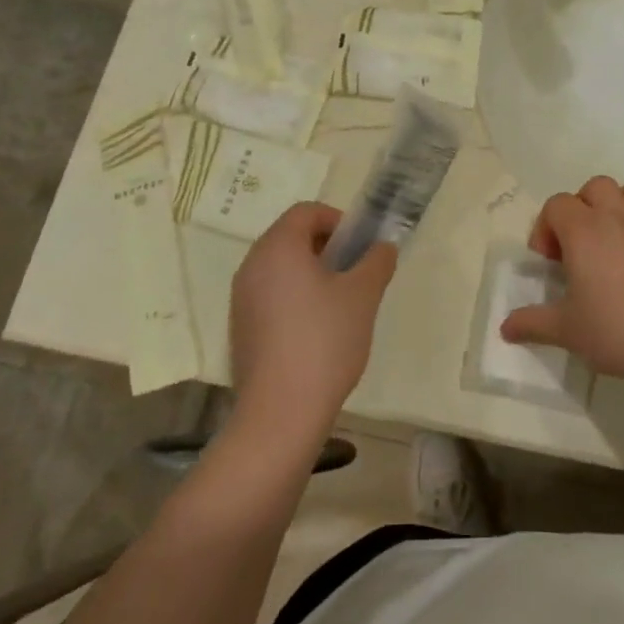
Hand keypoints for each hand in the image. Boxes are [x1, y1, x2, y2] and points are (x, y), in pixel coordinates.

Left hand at [228, 203, 397, 446]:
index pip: (305, 211)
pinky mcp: (240, 328)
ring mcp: (241, 299)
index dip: (337, 220)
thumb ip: (376, 261)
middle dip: (326, 247)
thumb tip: (382, 247)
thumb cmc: (325, 341)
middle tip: (354, 273)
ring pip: (280, 268)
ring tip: (340, 304)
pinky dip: (293, 298)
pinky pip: (270, 295)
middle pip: (290, 237)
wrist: (282, 412)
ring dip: (311, 273)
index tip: (360, 246)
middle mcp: (252, 265)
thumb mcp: (363, 295)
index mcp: (278, 247)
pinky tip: (316, 331)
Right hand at [501, 175, 623, 390]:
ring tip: (607, 241)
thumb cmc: (618, 330)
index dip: (545, 228)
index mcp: (584, 230)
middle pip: (592, 188)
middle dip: (579, 209)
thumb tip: (506, 327)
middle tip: (576, 247)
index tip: (549, 262)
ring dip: (612, 206)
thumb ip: (532, 323)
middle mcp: (615, 217)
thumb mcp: (567, 331)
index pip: (556, 205)